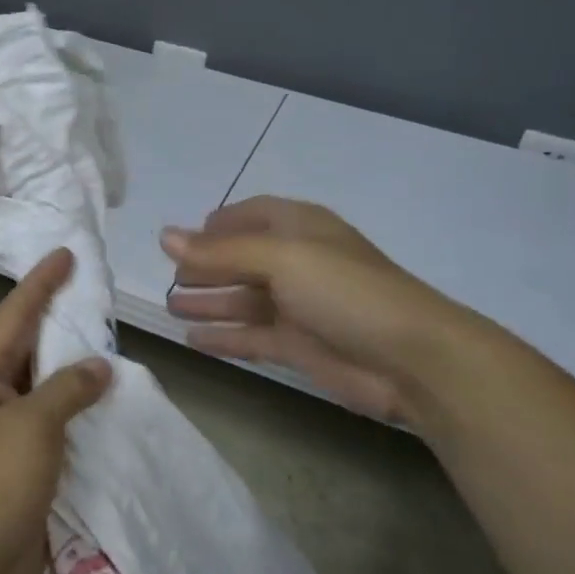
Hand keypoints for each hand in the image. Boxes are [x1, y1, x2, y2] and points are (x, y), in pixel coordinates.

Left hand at [0, 248, 111, 573]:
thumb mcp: (31, 427)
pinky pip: (55, 422)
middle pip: (28, 346)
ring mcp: (5, 433)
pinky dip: (79, 408)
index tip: (66, 254)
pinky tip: (106, 400)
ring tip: (108, 339)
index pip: (14, 316)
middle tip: (95, 294)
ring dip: (73, 365)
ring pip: (44, 385)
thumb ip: (67, 389)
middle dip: (59, 319)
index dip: (40, 283)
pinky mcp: (23, 465)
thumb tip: (98, 366)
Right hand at [162, 196, 469, 427]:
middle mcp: (296, 262)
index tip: (181, 239)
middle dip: (205, 267)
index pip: (251, 215)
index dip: (217, 225)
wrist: (410, 358)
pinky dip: (223, 336)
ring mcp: (297, 306)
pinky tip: (193, 341)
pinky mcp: (298, 345)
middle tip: (169, 280)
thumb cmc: (345, 291)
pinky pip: (250, 335)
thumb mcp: (282, 259)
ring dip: (209, 302)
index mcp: (299, 228)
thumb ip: (221, 251)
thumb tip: (164, 237)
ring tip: (171, 308)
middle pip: (241, 259)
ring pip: (242, 299)